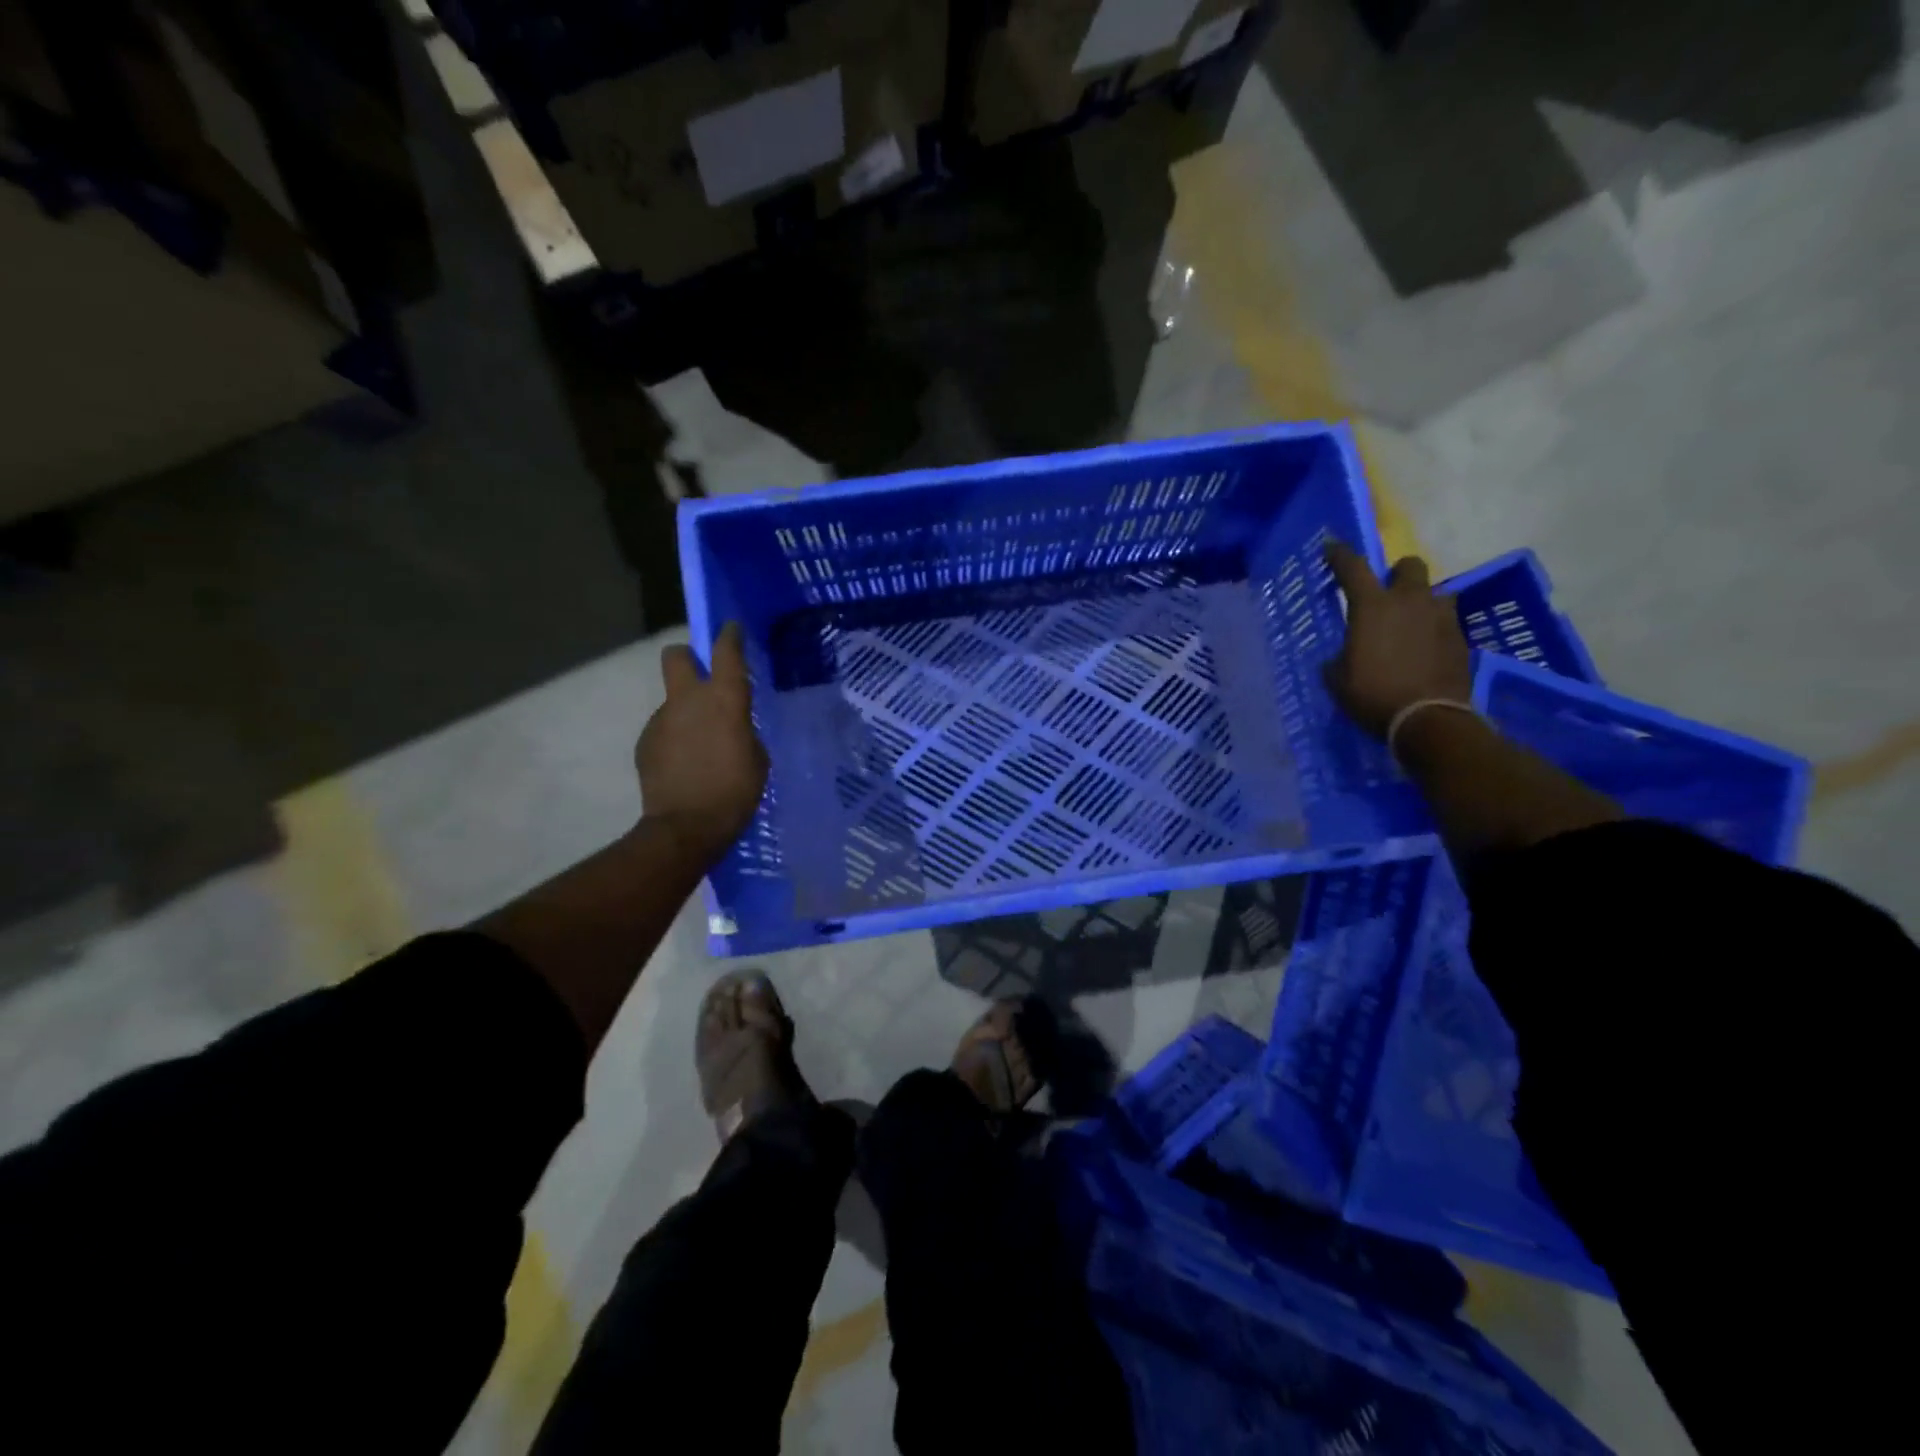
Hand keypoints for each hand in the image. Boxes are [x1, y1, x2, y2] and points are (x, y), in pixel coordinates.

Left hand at [637, 622, 769, 859]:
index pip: (726, 652)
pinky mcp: (645, 742)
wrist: (686, 826)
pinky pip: (665, 730)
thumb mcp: (757, 758)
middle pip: (677, 656)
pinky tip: (685, 765)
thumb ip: (743, 731)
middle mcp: (688, 700)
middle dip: (686, 657)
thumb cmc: (735, 791)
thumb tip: (731, 727)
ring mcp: (661, 719)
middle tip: (701, 676)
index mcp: (724, 700)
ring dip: (685, 713)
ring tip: (700, 748)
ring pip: (672, 701)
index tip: (731, 629)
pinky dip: (675, 739)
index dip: (729, 636)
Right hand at [1322, 541, 1472, 738]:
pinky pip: (1445, 621)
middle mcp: (1410, 601)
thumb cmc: (1372, 695)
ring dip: (1422, 601)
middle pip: (1409, 566)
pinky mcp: (1461, 638)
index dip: (1339, 554)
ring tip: (1411, 624)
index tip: (1331, 547)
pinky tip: (1424, 650)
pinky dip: (1433, 629)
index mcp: (1372, 606)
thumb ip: (1339, 658)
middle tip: (1386, 594)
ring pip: (1435, 592)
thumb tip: (1343, 656)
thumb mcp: (1338, 679)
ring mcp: (1441, 617)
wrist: (1428, 719)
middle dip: (1397, 574)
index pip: (1353, 567)